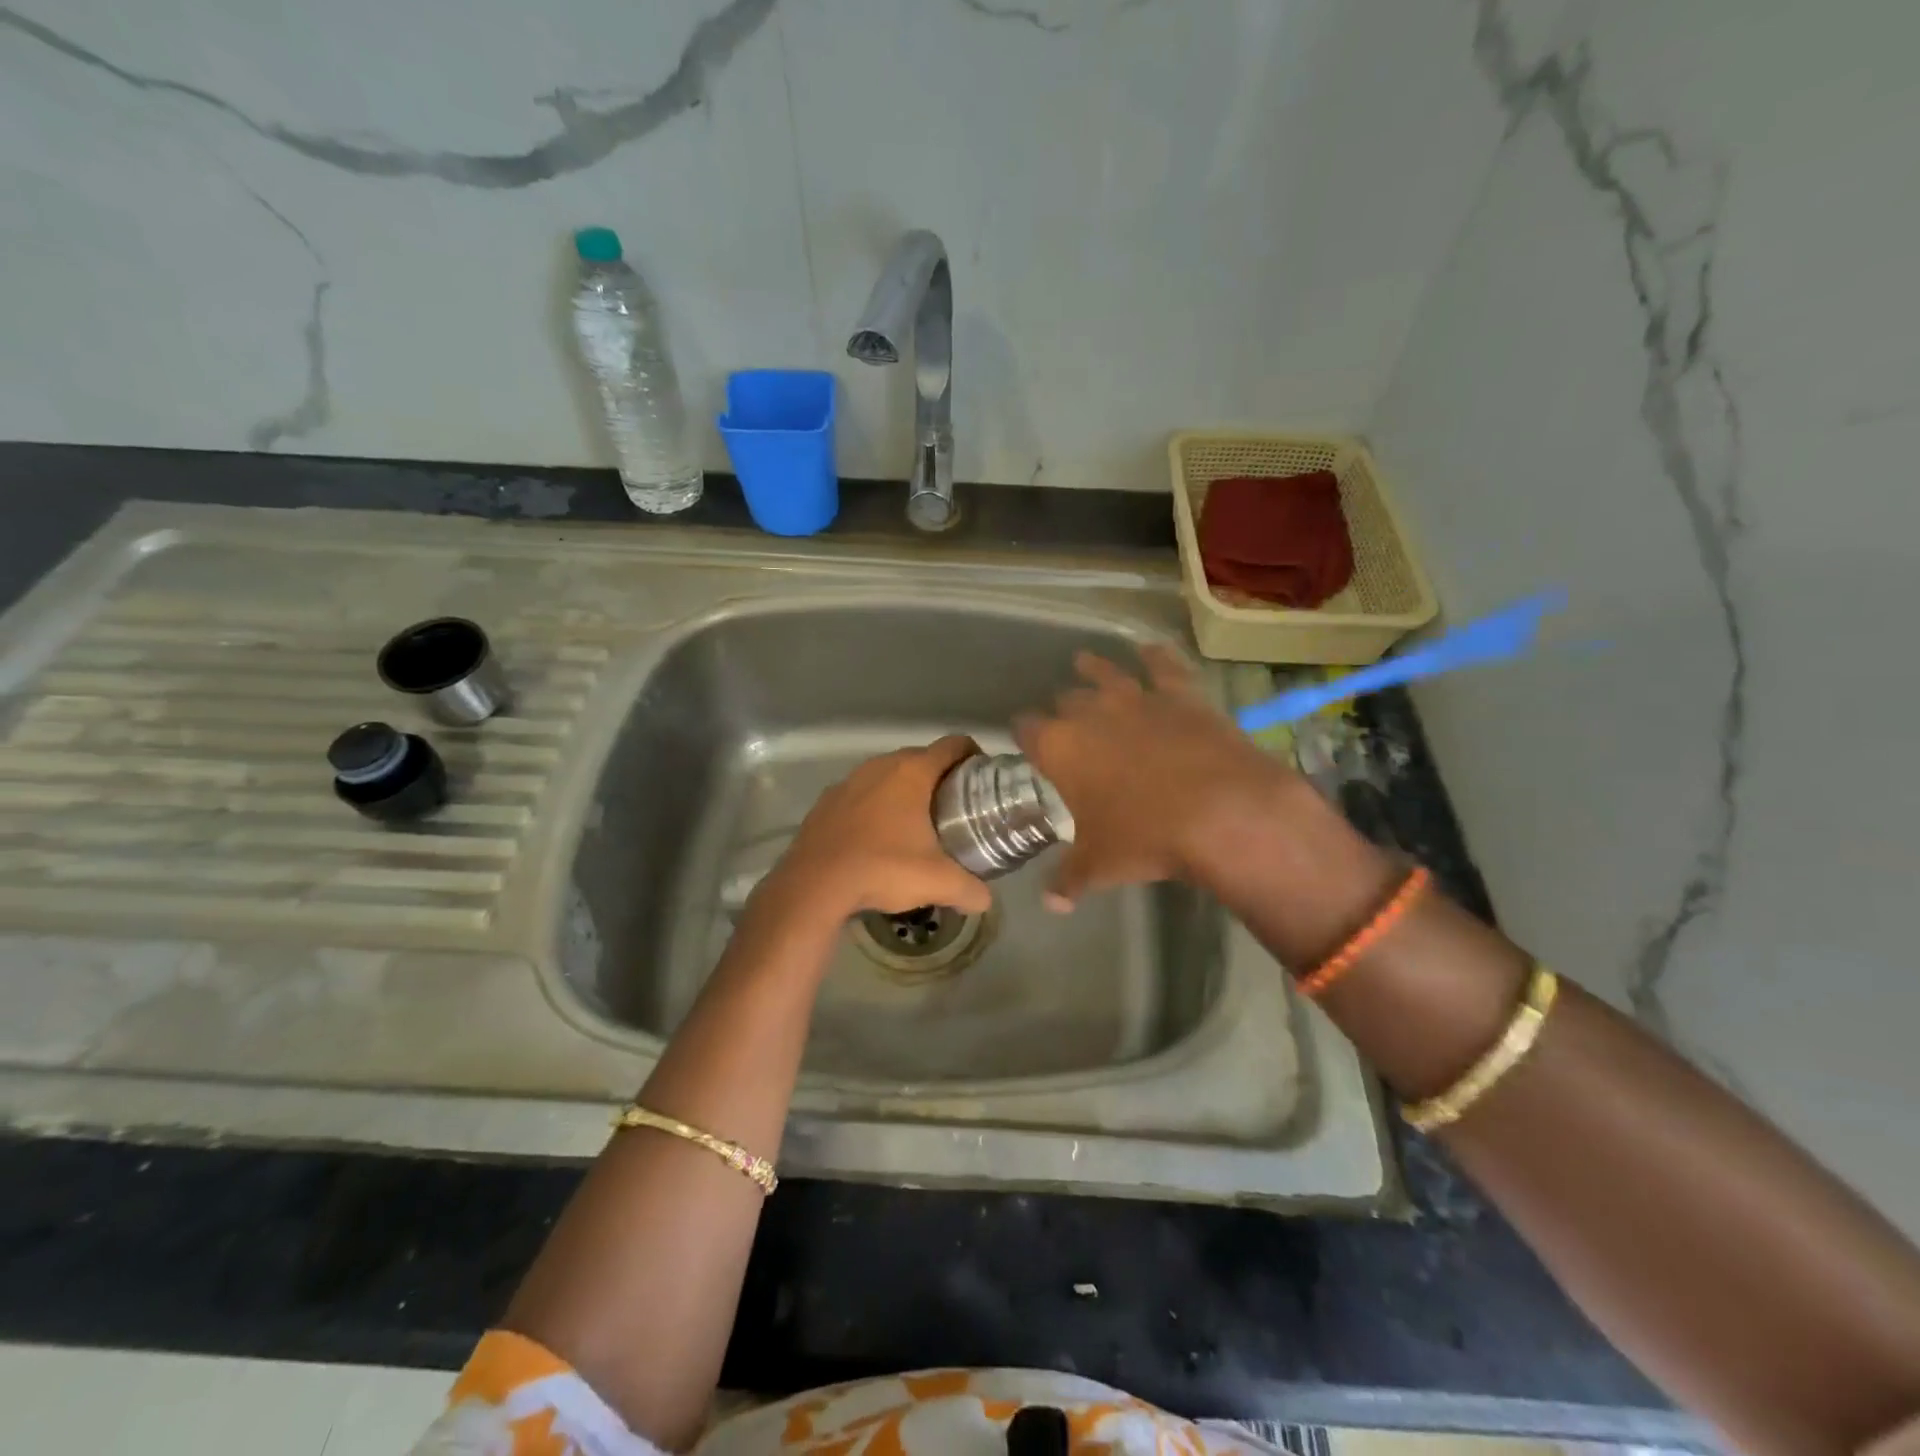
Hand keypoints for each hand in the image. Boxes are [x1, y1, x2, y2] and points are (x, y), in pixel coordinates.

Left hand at [761, 735, 992, 923]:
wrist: (814, 885)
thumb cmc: (882, 868)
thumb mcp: (937, 882)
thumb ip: (970, 890)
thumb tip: (986, 900)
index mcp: (912, 772)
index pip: (954, 744)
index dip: (973, 755)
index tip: (982, 778)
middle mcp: (880, 765)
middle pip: (921, 758)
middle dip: (941, 776)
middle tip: (956, 806)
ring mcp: (849, 780)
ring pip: (888, 775)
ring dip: (905, 790)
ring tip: (918, 822)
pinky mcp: (827, 800)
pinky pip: (861, 793)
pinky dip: (875, 805)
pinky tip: (878, 836)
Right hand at [1014, 646, 1300, 908]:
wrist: (1221, 812)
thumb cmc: (1145, 838)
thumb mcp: (1100, 865)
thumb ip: (1069, 879)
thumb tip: (1052, 903)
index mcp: (1060, 747)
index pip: (1026, 729)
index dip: (1024, 735)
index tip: (1026, 742)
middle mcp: (1091, 713)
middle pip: (1065, 700)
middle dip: (1061, 709)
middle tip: (1064, 722)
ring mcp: (1138, 698)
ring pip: (1106, 673)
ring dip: (1093, 669)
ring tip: (1084, 662)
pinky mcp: (1181, 695)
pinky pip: (1163, 666)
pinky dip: (1155, 657)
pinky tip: (1150, 649)